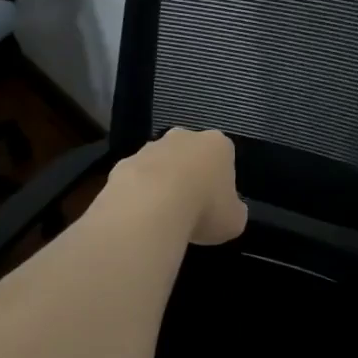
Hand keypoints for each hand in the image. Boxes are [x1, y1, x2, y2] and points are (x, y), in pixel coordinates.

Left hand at [109, 128, 248, 244]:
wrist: (150, 207)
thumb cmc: (204, 209)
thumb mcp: (234, 220)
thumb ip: (233, 211)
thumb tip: (229, 211)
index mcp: (218, 144)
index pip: (224, 156)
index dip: (221, 181)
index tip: (217, 203)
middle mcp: (184, 137)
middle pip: (190, 154)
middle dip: (190, 175)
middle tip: (191, 207)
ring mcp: (151, 148)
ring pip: (160, 165)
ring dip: (162, 184)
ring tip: (163, 216)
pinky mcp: (123, 163)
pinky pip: (135, 180)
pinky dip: (138, 195)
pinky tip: (140, 216)